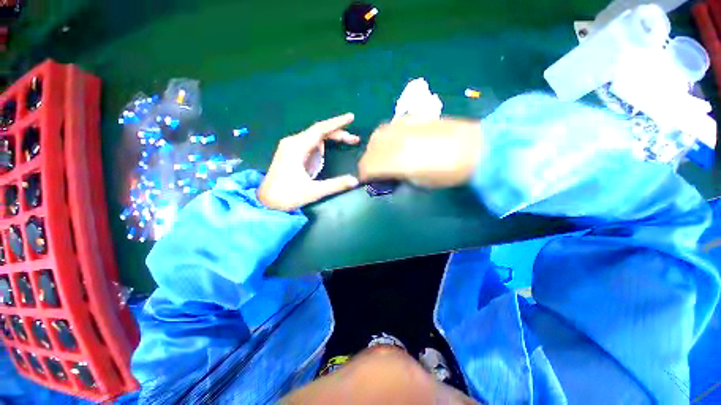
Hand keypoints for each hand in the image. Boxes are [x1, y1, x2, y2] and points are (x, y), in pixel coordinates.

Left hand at [258, 113, 360, 210]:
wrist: (267, 202)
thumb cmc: (287, 195)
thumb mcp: (314, 191)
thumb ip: (336, 185)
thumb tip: (356, 181)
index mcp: (296, 147)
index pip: (320, 129)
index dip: (337, 123)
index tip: (351, 117)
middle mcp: (293, 142)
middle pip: (319, 132)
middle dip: (338, 133)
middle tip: (356, 140)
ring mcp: (291, 147)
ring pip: (315, 137)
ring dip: (332, 138)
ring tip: (348, 142)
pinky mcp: (291, 153)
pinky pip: (310, 144)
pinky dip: (323, 144)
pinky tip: (331, 149)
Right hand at [358, 118, 482, 187]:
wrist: (476, 148)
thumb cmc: (449, 173)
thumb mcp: (420, 182)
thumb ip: (398, 176)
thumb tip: (387, 175)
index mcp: (398, 160)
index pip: (369, 166)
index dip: (364, 175)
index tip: (367, 181)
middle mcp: (396, 141)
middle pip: (371, 149)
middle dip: (368, 161)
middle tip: (376, 170)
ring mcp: (404, 127)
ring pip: (378, 135)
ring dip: (375, 148)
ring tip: (384, 156)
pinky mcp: (413, 119)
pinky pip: (391, 127)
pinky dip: (386, 137)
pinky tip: (396, 142)